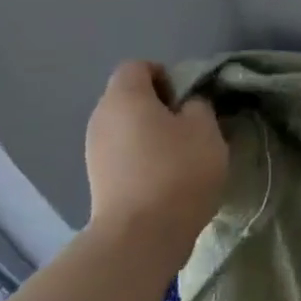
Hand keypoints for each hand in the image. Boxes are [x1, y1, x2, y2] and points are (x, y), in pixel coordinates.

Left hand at [84, 61, 229, 260]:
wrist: (142, 234)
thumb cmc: (178, 170)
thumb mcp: (206, 129)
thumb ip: (198, 106)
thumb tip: (187, 105)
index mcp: (125, 97)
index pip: (138, 66)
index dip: (166, 75)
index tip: (190, 98)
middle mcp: (101, 117)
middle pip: (130, 97)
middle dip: (160, 106)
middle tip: (191, 126)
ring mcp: (94, 149)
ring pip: (127, 127)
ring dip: (152, 134)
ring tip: (181, 155)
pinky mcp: (98, 178)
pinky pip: (123, 153)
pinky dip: (143, 157)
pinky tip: (166, 177)